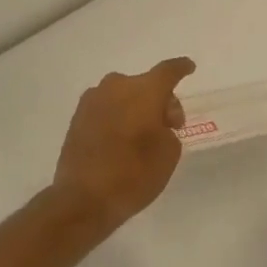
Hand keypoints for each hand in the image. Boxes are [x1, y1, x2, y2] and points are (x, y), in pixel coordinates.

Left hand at [50, 58, 195, 234]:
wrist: (83, 199)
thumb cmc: (134, 174)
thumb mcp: (169, 153)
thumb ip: (168, 129)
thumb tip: (155, 123)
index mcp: (144, 90)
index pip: (168, 71)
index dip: (181, 68)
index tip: (189, 67)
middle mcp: (117, 86)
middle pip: (146, 84)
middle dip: (160, 100)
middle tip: (168, 126)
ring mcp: (93, 99)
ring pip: (123, 95)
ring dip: (135, 107)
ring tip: (141, 136)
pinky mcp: (77, 116)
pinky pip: (106, 108)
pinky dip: (117, 117)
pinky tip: (120, 140)